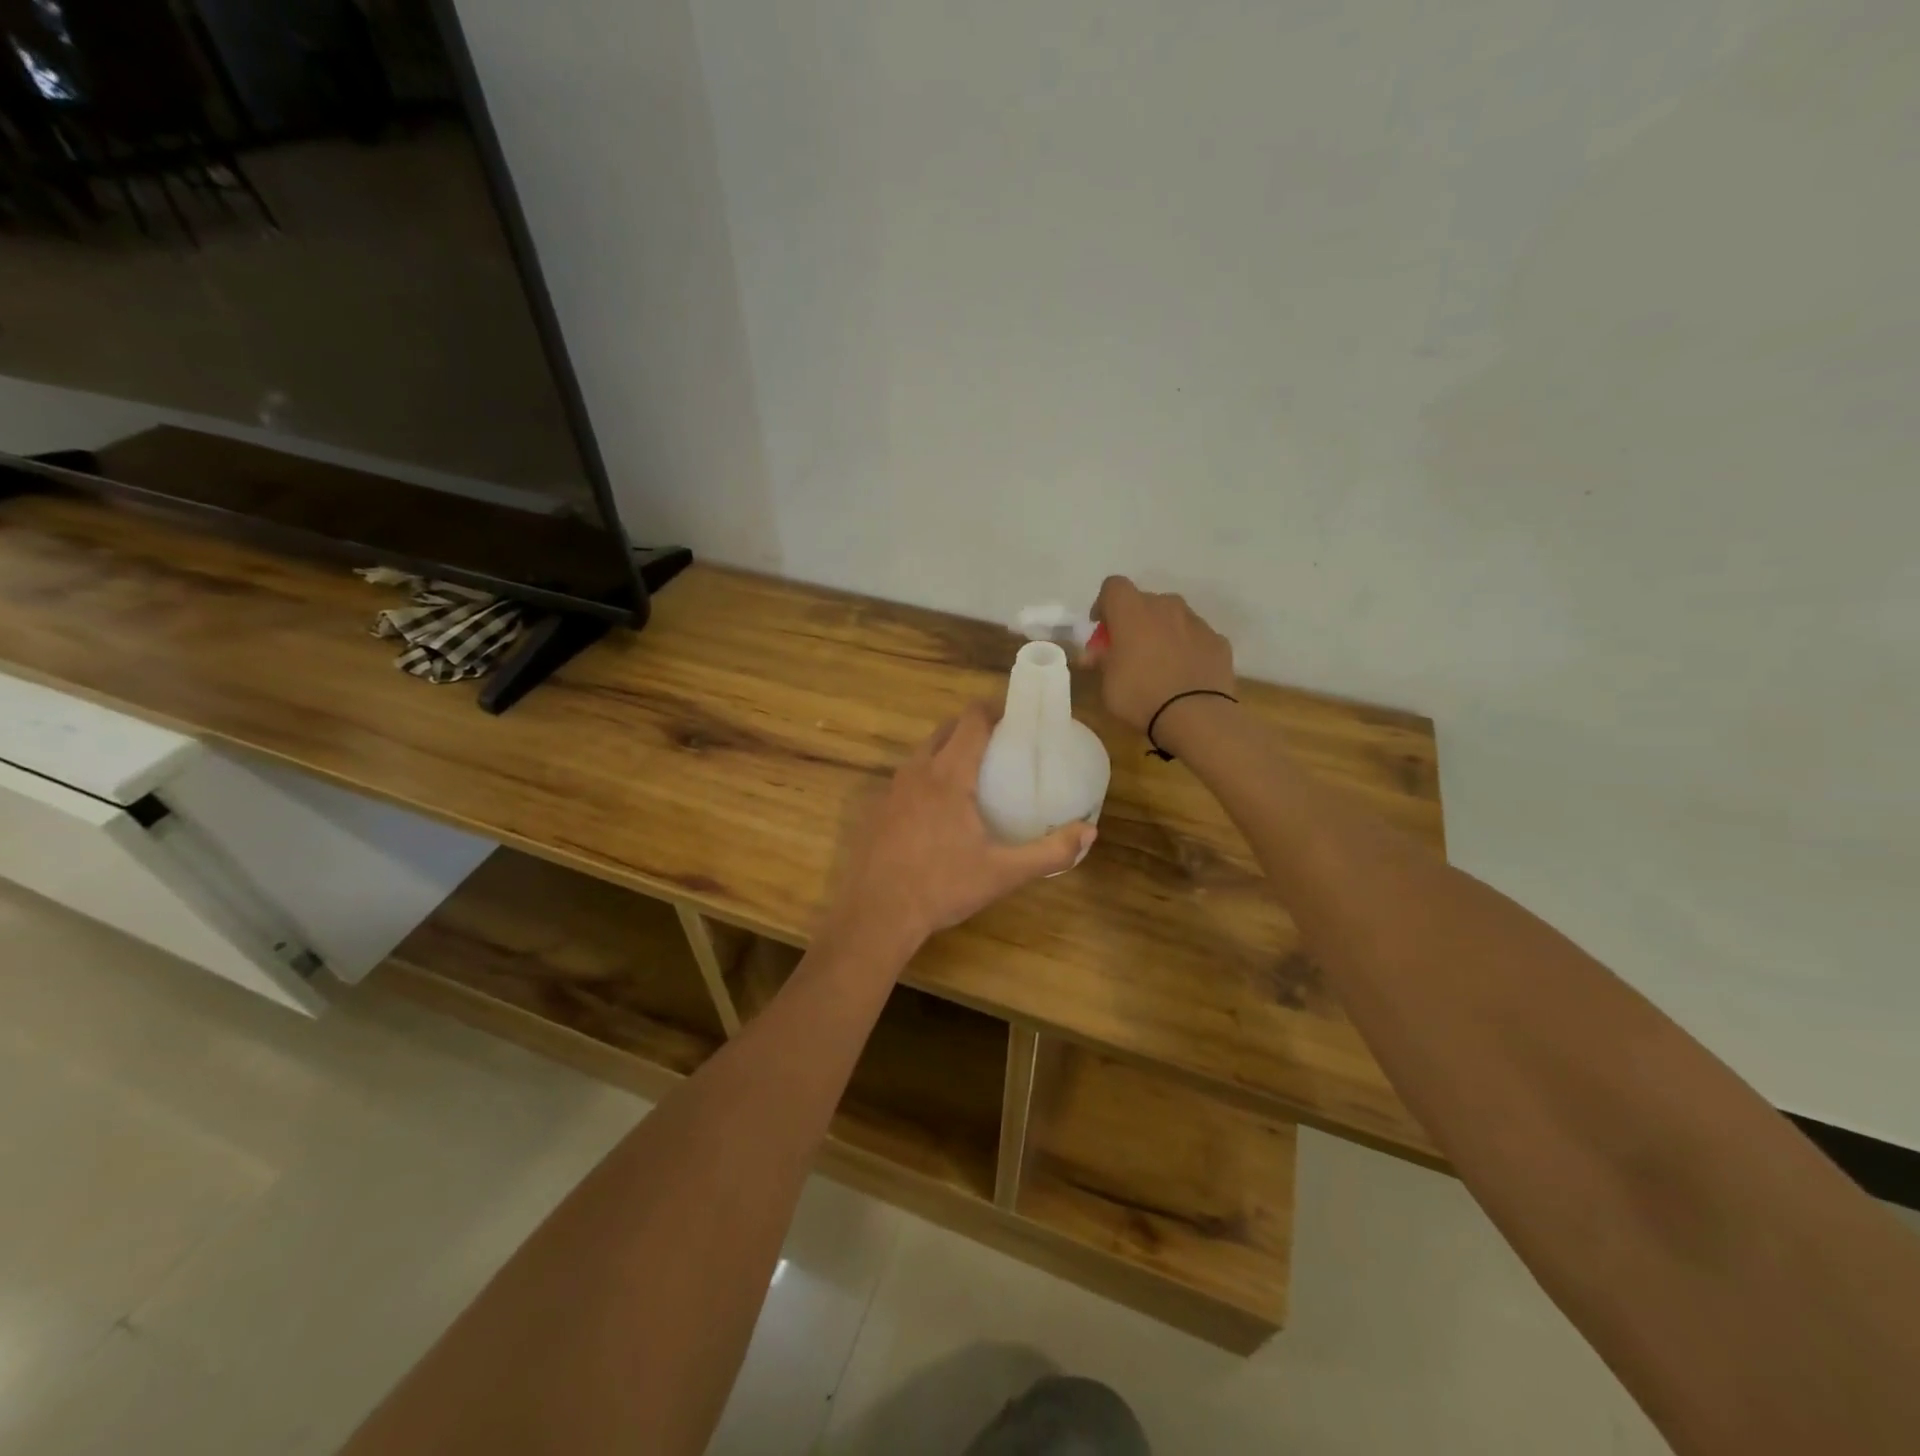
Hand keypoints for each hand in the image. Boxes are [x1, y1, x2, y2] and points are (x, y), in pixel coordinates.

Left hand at [828, 703, 1095, 947]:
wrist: (876, 915)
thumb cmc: (942, 887)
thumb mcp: (1003, 873)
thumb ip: (1050, 852)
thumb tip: (1089, 832)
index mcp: (948, 775)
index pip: (971, 721)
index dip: (993, 710)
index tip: (1014, 717)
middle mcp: (916, 771)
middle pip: (945, 730)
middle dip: (971, 727)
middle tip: (999, 744)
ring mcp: (890, 789)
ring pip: (922, 753)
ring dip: (946, 750)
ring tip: (971, 773)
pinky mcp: (874, 809)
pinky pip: (905, 778)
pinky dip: (925, 777)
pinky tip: (936, 809)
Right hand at [1086, 576, 1236, 732]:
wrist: (1196, 716)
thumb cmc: (1140, 695)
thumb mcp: (1107, 683)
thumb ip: (1101, 660)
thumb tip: (1095, 653)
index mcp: (1132, 611)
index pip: (1113, 586)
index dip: (1104, 605)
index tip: (1102, 631)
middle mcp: (1166, 606)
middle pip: (1145, 601)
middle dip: (1134, 621)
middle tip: (1129, 650)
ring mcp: (1196, 622)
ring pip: (1173, 617)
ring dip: (1163, 631)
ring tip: (1160, 663)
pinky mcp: (1218, 641)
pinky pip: (1196, 637)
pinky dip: (1188, 648)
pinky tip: (1185, 673)